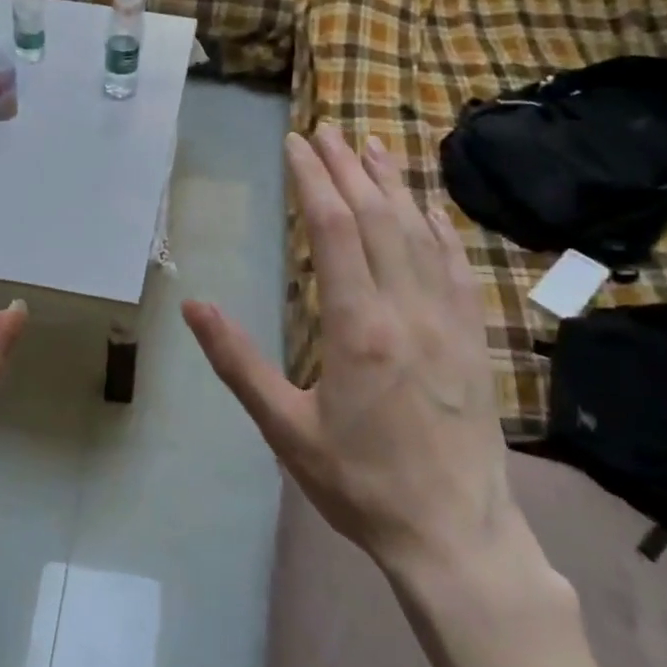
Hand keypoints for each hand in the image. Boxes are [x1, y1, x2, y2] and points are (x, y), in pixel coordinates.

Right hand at [183, 125, 518, 577]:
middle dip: (348, 168)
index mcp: (358, 328)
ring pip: (420, 232)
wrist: (454, 534)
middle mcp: (407, 309)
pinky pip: (457, 265)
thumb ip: (238, 362)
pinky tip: (428, 208)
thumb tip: (193, 306)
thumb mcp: (285, 429)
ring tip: (371, 146)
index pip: (335, 230)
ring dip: (393, 184)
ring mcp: (448, 319)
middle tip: (324, 132)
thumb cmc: (360, 483)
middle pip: (377, 217)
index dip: (313, 180)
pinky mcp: (474, 336)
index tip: (295, 145)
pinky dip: (439, 226)